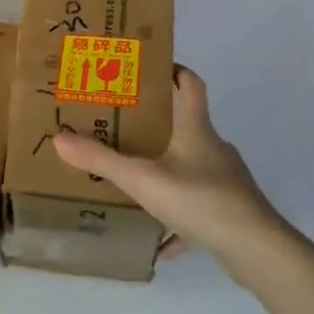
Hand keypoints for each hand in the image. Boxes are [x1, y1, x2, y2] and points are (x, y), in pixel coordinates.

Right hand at [53, 65, 287, 268]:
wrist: (253, 246)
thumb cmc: (198, 198)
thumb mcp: (141, 178)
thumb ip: (101, 159)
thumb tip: (59, 137)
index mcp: (195, 127)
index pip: (189, 83)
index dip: (172, 70)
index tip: (148, 67)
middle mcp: (213, 146)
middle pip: (185, 125)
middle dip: (155, 126)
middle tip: (122, 128)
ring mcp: (225, 179)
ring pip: (190, 167)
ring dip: (165, 172)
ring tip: (135, 183)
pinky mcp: (230, 209)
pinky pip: (197, 207)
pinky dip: (178, 220)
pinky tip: (160, 242)